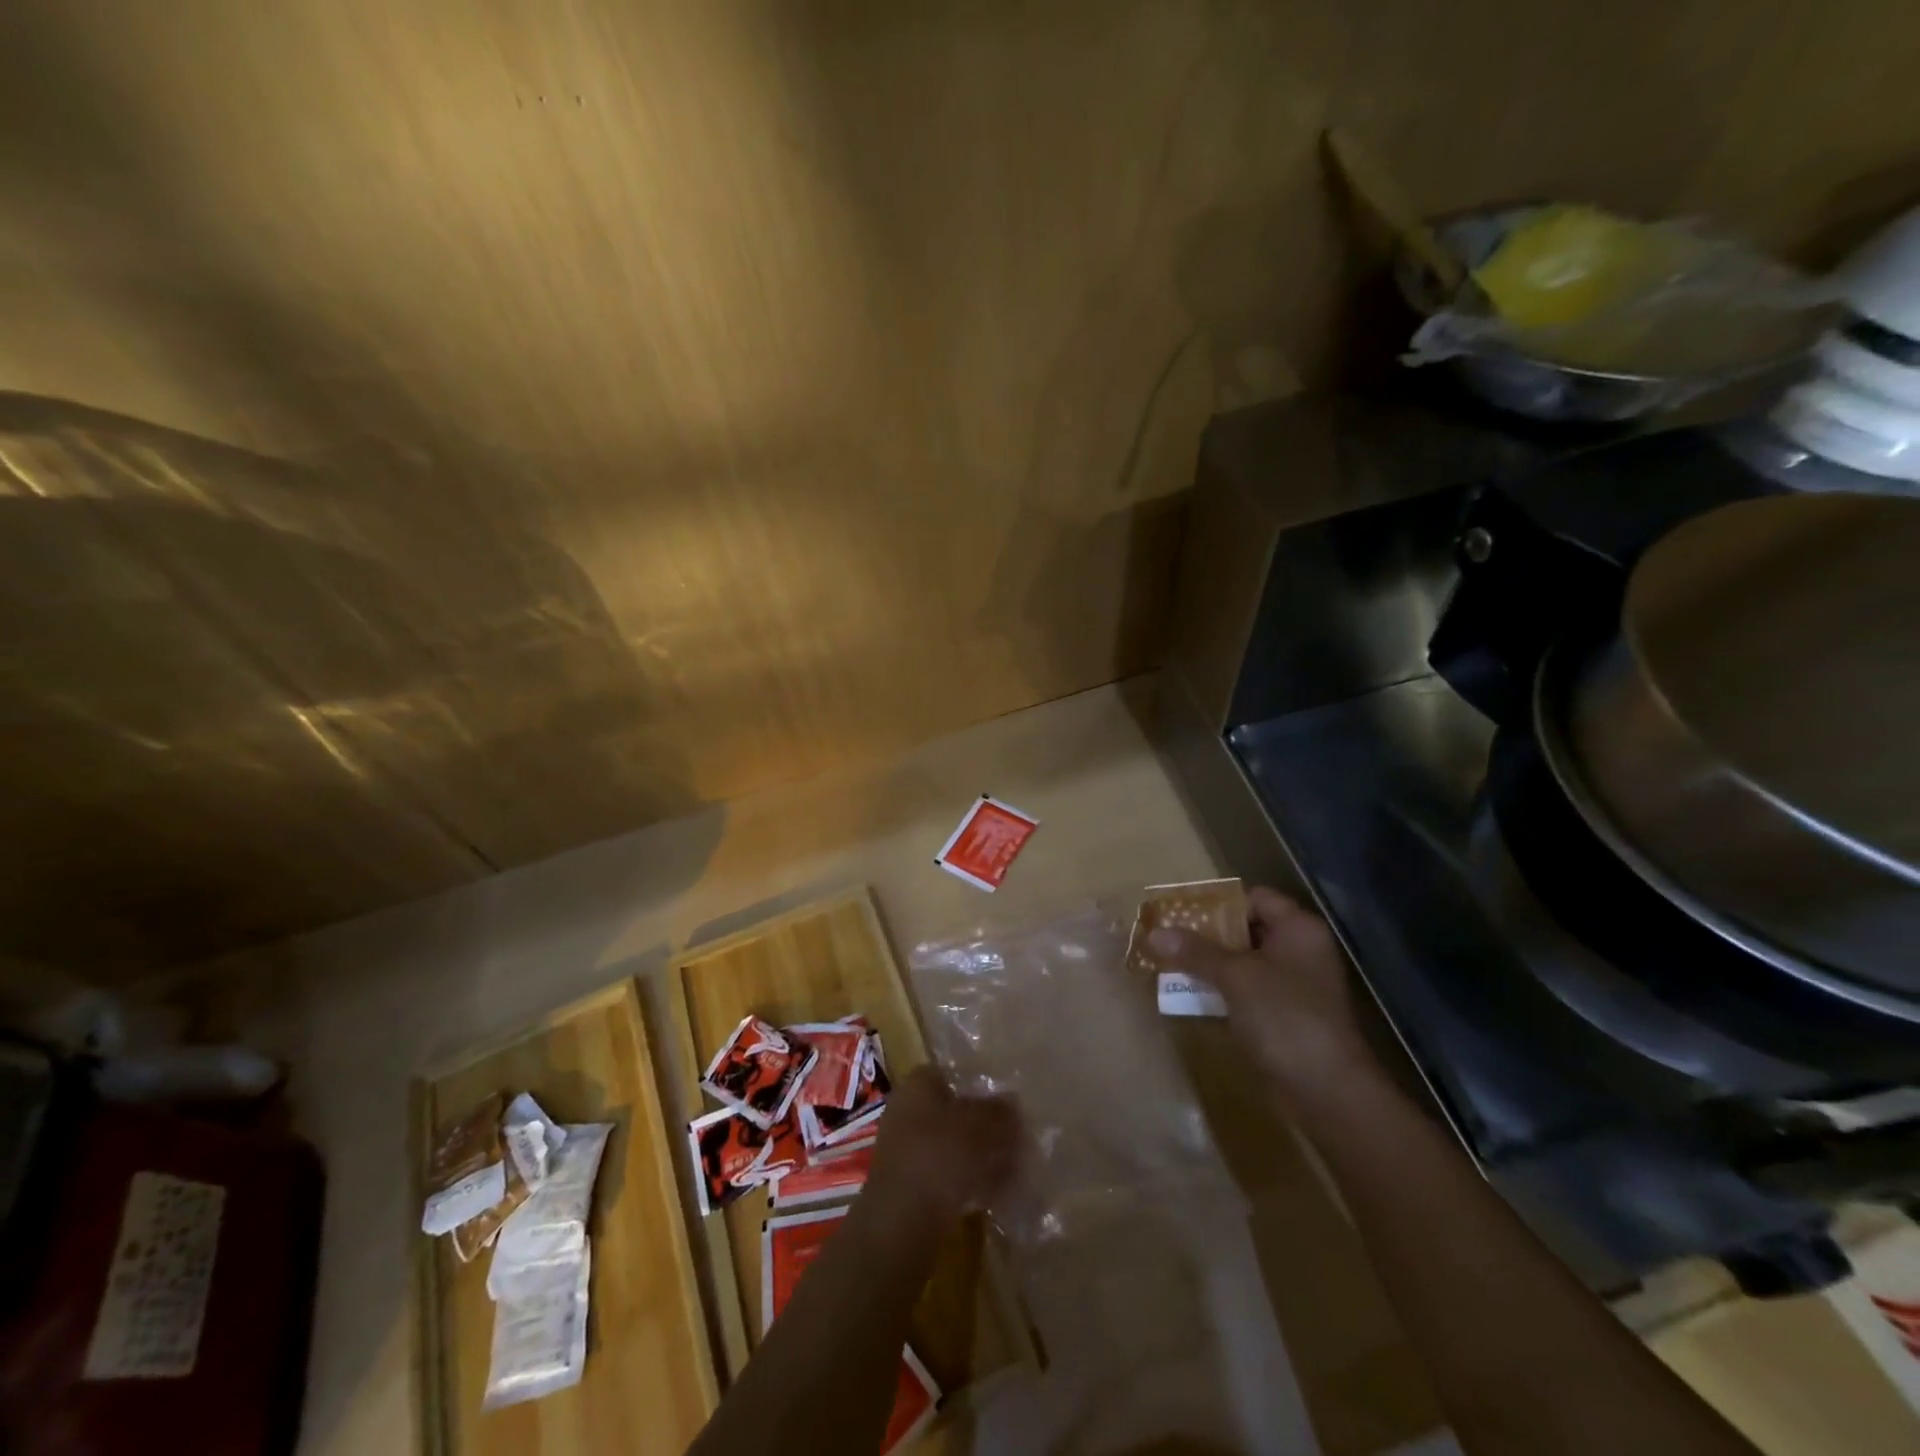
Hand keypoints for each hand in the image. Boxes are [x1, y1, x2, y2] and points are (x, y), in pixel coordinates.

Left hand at [863, 1066, 1019, 1225]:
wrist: (902, 1220)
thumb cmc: (941, 1155)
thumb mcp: (980, 1126)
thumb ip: (999, 1111)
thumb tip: (1012, 1102)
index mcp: (918, 1084)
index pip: (952, 1075)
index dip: (980, 1086)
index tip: (1006, 1104)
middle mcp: (907, 1111)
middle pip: (954, 1112)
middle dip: (985, 1127)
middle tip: (1016, 1141)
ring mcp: (905, 1150)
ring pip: (952, 1146)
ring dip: (981, 1157)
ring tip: (1013, 1170)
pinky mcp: (909, 1185)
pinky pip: (946, 1175)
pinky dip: (969, 1181)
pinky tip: (996, 1195)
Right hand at [1147, 886, 1378, 1106]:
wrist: (1328, 1092)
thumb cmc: (1285, 1017)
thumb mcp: (1235, 977)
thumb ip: (1195, 952)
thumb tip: (1153, 932)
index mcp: (1298, 929)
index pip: (1255, 898)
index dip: (1219, 902)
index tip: (1181, 912)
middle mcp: (1300, 950)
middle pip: (1247, 929)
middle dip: (1207, 934)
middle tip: (1167, 937)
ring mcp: (1294, 985)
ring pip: (1244, 962)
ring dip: (1210, 963)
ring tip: (1169, 963)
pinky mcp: (1286, 1015)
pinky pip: (1248, 990)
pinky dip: (1222, 990)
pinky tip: (1191, 995)